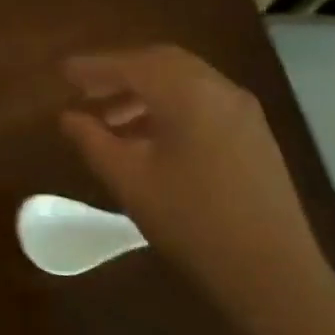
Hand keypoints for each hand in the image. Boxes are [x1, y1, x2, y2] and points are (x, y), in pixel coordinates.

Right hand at [59, 45, 334, 334]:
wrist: (272, 272)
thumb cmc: (191, 222)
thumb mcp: (129, 181)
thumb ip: (93, 141)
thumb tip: (68, 116)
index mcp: (188, 94)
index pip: (131, 64)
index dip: (93, 67)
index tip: (62, 71)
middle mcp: (219, 89)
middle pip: (161, 62)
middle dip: (120, 72)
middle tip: (85, 89)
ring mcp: (242, 110)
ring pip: (184, 81)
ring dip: (144, 90)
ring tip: (110, 118)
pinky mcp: (253, 133)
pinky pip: (202, 101)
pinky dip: (169, 105)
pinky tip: (148, 136)